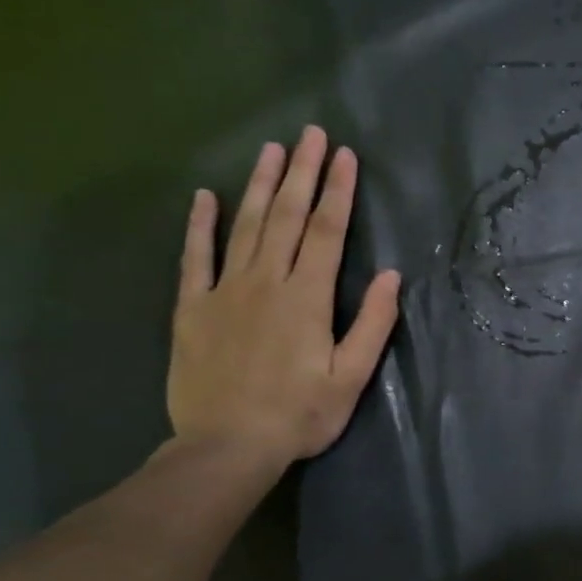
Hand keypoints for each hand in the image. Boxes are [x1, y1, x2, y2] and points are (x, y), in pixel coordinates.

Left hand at [168, 125, 400, 470]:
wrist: (226, 447)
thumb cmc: (300, 415)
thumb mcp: (351, 377)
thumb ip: (372, 323)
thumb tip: (389, 275)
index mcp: (307, 298)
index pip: (325, 232)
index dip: (337, 191)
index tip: (344, 156)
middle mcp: (265, 282)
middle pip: (285, 217)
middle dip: (301, 173)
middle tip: (310, 133)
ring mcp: (224, 291)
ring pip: (244, 227)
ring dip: (259, 185)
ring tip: (271, 149)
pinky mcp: (192, 308)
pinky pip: (194, 258)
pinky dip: (199, 225)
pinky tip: (204, 197)